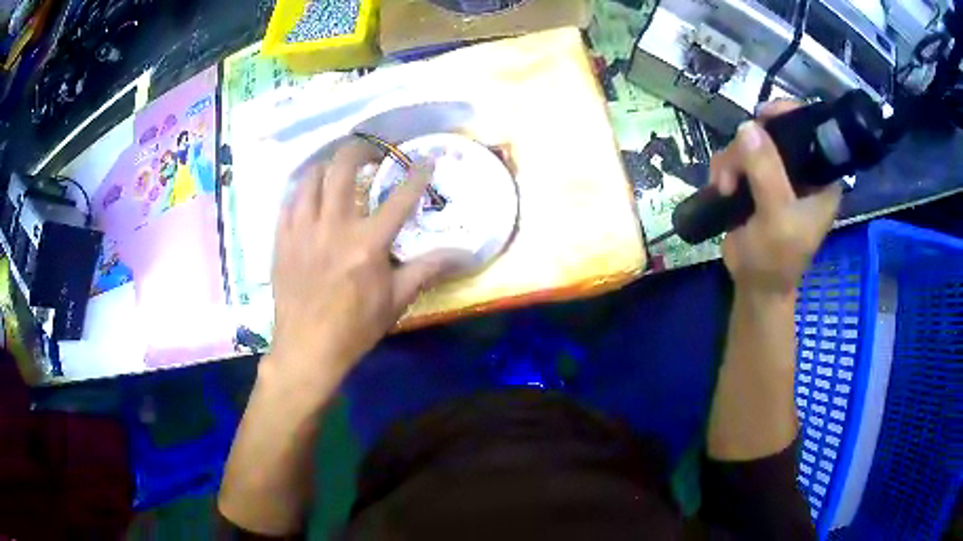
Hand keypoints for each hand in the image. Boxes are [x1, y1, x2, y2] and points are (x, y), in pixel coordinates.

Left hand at [267, 142, 471, 387]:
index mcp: (367, 243)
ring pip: (311, 178)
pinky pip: (289, 201)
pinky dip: (302, 191)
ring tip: (337, 169)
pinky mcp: (282, 239)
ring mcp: (302, 230)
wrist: (307, 348)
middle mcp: (333, 226)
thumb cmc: (355, 327)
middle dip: (360, 150)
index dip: (417, 175)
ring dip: (327, 166)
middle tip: (371, 152)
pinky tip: (309, 196)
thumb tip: (465, 253)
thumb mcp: (397, 300)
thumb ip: (428, 269)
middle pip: (343, 168)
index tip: (427, 159)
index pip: (399, 198)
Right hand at [710, 101, 841, 296]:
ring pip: (750, 142)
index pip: (812, 129)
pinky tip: (721, 187)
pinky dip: (724, 168)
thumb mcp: (776, 217)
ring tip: (726, 186)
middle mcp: (801, 170)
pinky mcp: (755, 181)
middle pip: (774, 131)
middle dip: (750, 145)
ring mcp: (777, 174)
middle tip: (736, 167)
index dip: (789, 114)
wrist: (754, 286)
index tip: (764, 116)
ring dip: (732, 160)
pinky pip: (736, 157)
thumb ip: (767, 172)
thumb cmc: (776, 259)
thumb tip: (748, 127)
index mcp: (821, 178)